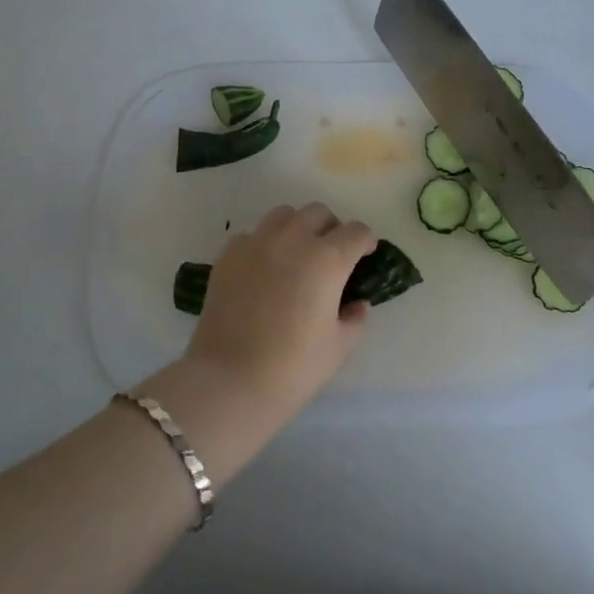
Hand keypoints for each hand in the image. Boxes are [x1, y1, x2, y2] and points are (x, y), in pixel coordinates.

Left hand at [184, 202, 376, 422]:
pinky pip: (252, 235)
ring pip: (283, 215)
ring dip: (297, 228)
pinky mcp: (228, 255)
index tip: (365, 254)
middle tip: (331, 254)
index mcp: (328, 259)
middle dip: (331, 228)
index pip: (356, 232)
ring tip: (296, 255)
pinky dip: (264, 245)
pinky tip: (263, 270)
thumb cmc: (294, 367)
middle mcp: (293, 239)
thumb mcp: (339, 347)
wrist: (230, 380)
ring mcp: (257, 243)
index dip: (365, 241)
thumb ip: (355, 319)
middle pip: (318, 213)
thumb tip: (357, 304)